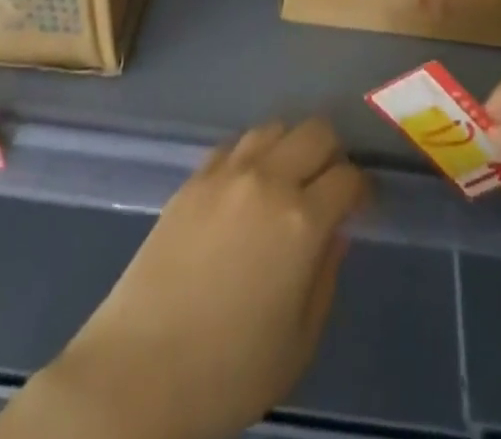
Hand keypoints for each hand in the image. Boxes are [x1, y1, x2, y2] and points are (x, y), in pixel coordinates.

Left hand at [0, 117, 367, 438]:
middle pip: (315, 132)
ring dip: (290, 146)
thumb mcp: (299, 342)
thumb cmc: (229, 371)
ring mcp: (226, 173)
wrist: (140, 370)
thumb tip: (334, 232)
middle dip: (332, 154)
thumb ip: (325, 276)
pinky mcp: (193, 178)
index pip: (348, 177)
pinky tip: (246, 186)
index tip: (359, 207)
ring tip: (287, 180)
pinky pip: (234, 144)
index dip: (360, 190)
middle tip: (327, 187)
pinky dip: (251, 155)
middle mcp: (268, 180)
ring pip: (274, 127)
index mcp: (302, 221)